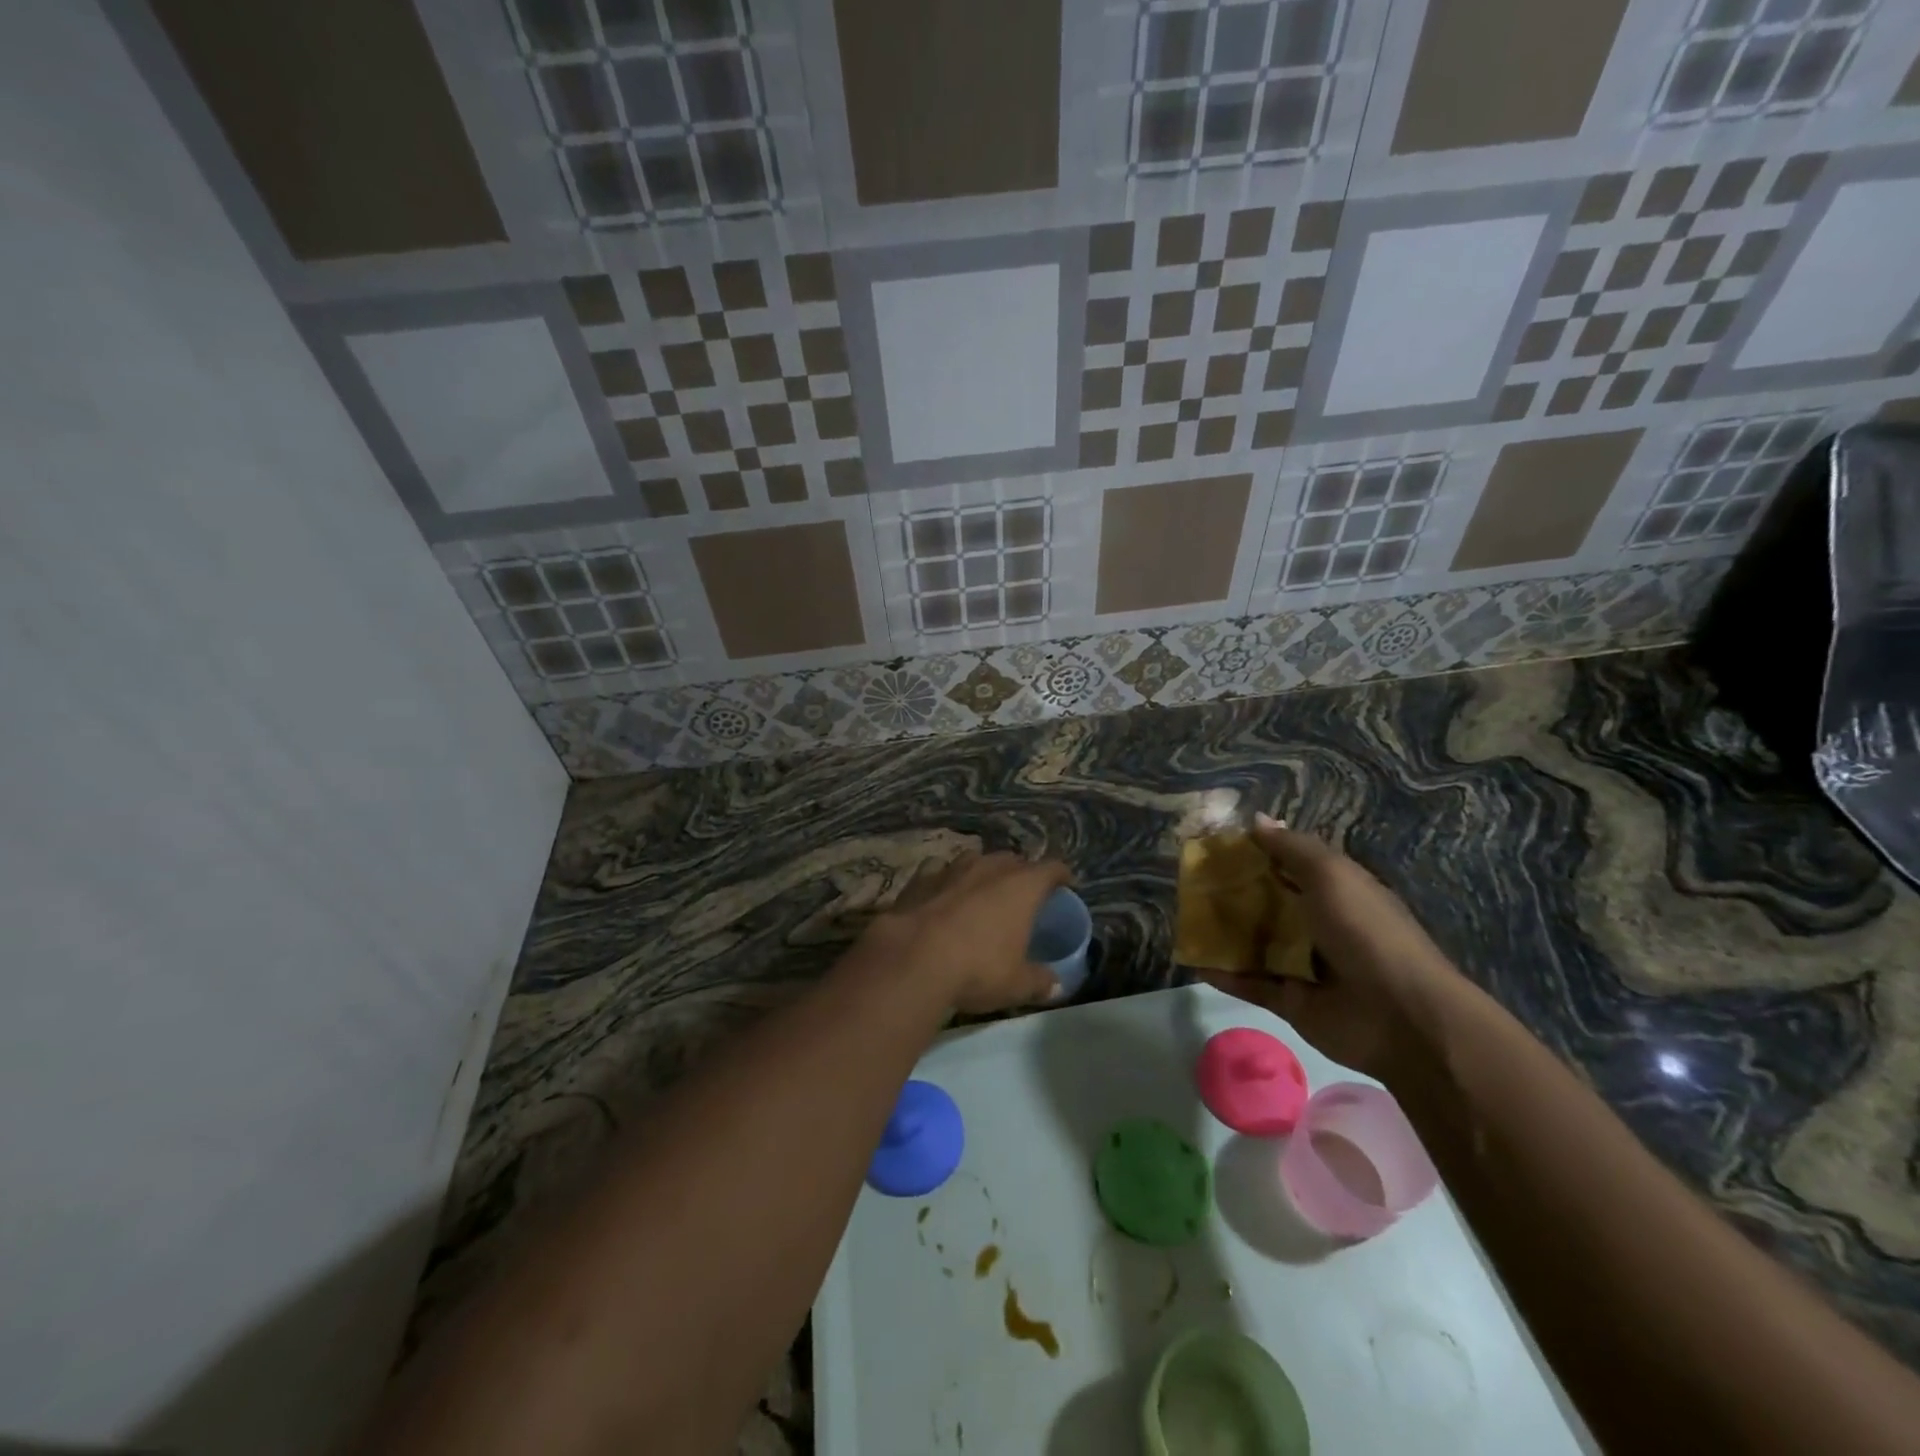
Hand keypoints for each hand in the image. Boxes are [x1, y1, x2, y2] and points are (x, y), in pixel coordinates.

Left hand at [872, 851, 1073, 1014]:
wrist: (914, 957)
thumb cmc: (978, 968)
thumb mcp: (1016, 984)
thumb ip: (1039, 981)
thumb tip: (1055, 986)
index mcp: (1022, 886)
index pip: (1051, 869)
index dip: (1061, 875)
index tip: (1065, 884)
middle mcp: (990, 867)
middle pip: (1013, 860)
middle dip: (1021, 872)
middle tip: (1022, 892)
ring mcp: (953, 868)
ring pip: (976, 859)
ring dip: (983, 872)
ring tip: (983, 890)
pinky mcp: (921, 877)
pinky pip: (940, 870)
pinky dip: (946, 879)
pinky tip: (943, 893)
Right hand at [1199, 814, 1465, 1082]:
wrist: (1400, 1017)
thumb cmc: (1366, 932)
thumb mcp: (1332, 875)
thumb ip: (1292, 848)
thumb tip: (1256, 819)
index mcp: (1336, 891)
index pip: (1290, 865)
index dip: (1256, 852)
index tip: (1216, 843)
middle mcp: (1319, 924)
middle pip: (1267, 903)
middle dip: (1232, 891)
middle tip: (1189, 880)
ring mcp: (1303, 964)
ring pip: (1254, 943)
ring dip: (1222, 932)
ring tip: (1183, 917)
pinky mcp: (1289, 1000)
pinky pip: (1250, 983)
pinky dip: (1223, 974)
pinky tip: (1192, 961)